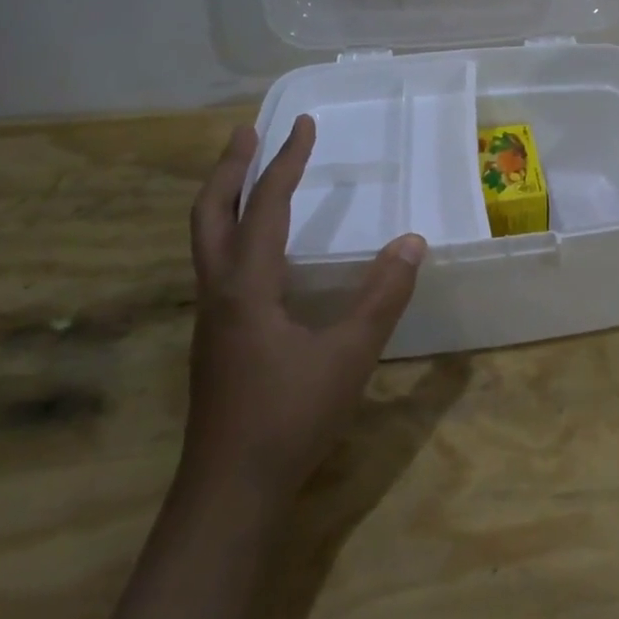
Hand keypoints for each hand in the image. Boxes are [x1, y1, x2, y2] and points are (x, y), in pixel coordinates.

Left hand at [182, 116, 425, 504]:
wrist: (229, 492)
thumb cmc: (289, 418)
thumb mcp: (348, 355)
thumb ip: (381, 297)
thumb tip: (411, 241)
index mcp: (246, 287)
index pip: (265, 206)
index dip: (286, 162)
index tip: (304, 125)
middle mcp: (219, 292)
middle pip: (210, 213)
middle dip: (229, 168)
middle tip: (247, 132)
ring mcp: (211, 317)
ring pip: (206, 240)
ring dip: (225, 198)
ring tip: (248, 174)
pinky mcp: (217, 338)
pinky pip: (217, 264)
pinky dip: (232, 232)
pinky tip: (258, 248)